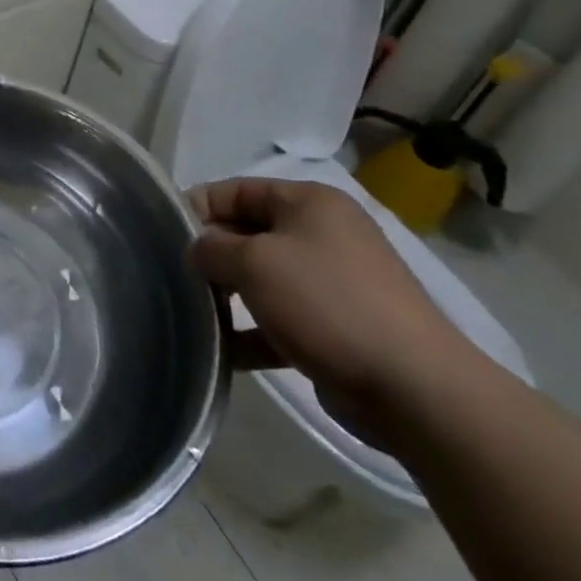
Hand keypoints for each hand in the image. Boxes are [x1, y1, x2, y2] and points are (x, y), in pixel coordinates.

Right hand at [189, 178, 472, 446]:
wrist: (416, 390)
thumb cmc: (327, 303)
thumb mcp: (254, 262)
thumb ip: (211, 247)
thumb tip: (196, 250)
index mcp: (309, 202)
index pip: (236, 189)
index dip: (197, 207)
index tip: (164, 234)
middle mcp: (322, 234)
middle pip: (248, 232)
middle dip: (211, 254)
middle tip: (176, 276)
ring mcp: (333, 282)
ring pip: (262, 278)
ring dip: (228, 295)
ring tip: (194, 314)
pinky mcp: (338, 327)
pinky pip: (281, 319)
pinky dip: (252, 330)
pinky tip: (224, 352)